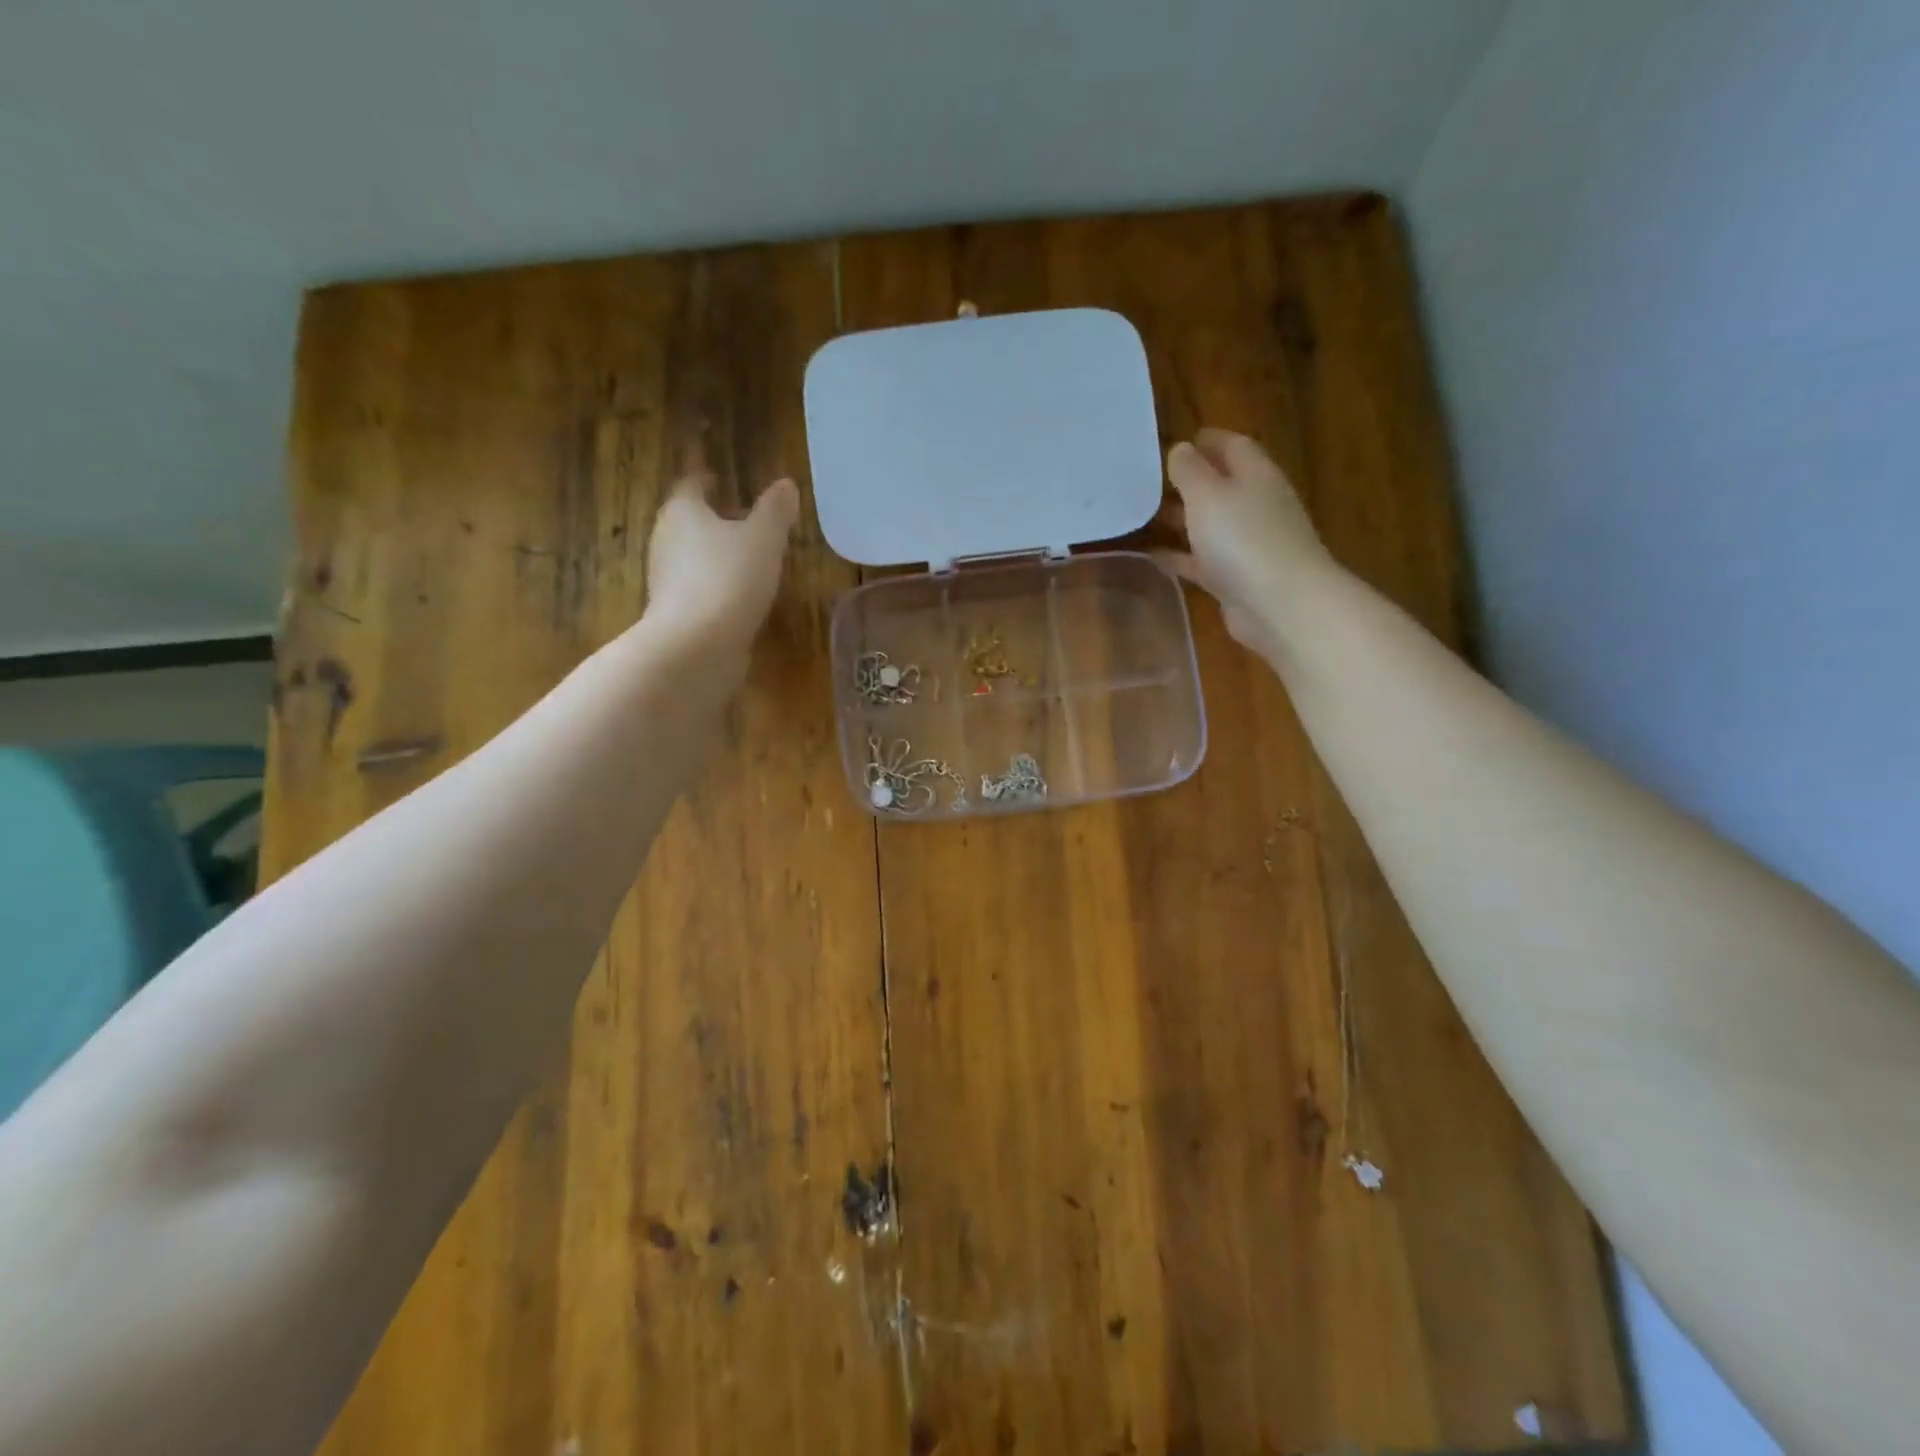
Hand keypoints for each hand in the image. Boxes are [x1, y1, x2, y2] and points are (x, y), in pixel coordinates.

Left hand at [643, 474, 799, 653]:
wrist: (696, 646)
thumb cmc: (730, 578)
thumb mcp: (764, 539)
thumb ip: (775, 511)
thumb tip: (786, 484)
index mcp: (683, 512)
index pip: (692, 485)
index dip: (708, 481)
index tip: (722, 480)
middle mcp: (665, 540)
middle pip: (688, 521)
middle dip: (713, 519)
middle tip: (742, 520)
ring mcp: (665, 580)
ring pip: (691, 557)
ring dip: (714, 556)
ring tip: (746, 560)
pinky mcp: (674, 613)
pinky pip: (696, 589)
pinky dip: (714, 587)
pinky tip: (738, 597)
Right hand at [1156, 429, 1333, 664]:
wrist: (1280, 605)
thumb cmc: (1243, 539)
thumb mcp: (1208, 495)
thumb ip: (1190, 470)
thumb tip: (1181, 449)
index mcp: (1255, 475)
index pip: (1233, 446)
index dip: (1207, 440)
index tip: (1176, 441)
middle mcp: (1255, 505)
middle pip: (1221, 485)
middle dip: (1189, 482)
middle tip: (1149, 482)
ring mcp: (1248, 545)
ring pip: (1210, 525)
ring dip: (1181, 520)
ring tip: (1143, 517)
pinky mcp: (1237, 579)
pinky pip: (1203, 561)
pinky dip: (1181, 557)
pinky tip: (1153, 558)